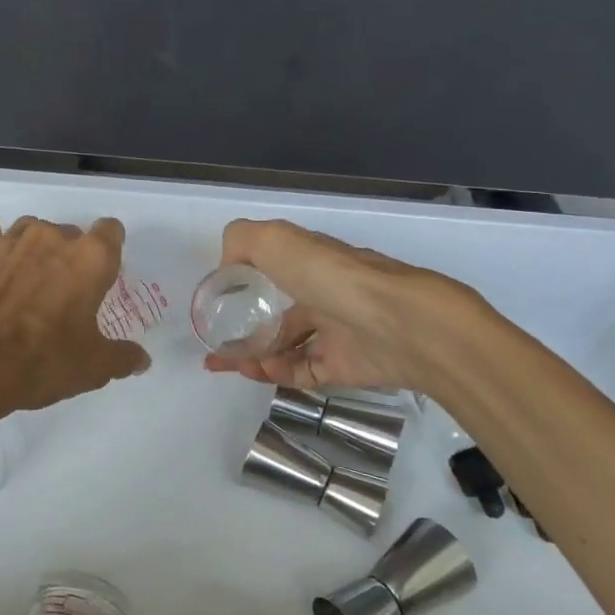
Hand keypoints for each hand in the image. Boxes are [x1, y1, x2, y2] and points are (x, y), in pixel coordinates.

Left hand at [0, 215, 148, 416]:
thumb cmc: (42, 360)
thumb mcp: (92, 368)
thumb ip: (122, 357)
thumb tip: (142, 360)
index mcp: (91, 258)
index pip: (111, 231)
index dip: (109, 251)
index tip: (102, 276)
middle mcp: (53, 236)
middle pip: (71, 234)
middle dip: (70, 258)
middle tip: (63, 296)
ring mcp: (11, 239)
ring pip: (32, 231)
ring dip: (34, 251)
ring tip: (26, 285)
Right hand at [201, 219, 472, 391]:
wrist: (401, 324)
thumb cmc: (332, 276)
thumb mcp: (276, 240)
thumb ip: (241, 241)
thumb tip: (226, 267)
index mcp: (312, 262)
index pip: (274, 270)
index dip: (243, 284)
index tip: (216, 301)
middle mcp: (324, 294)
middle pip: (278, 315)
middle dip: (243, 329)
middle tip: (213, 345)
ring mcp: (337, 332)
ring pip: (287, 346)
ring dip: (254, 355)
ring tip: (223, 363)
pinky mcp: (346, 367)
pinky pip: (303, 372)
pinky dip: (276, 373)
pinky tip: (254, 373)